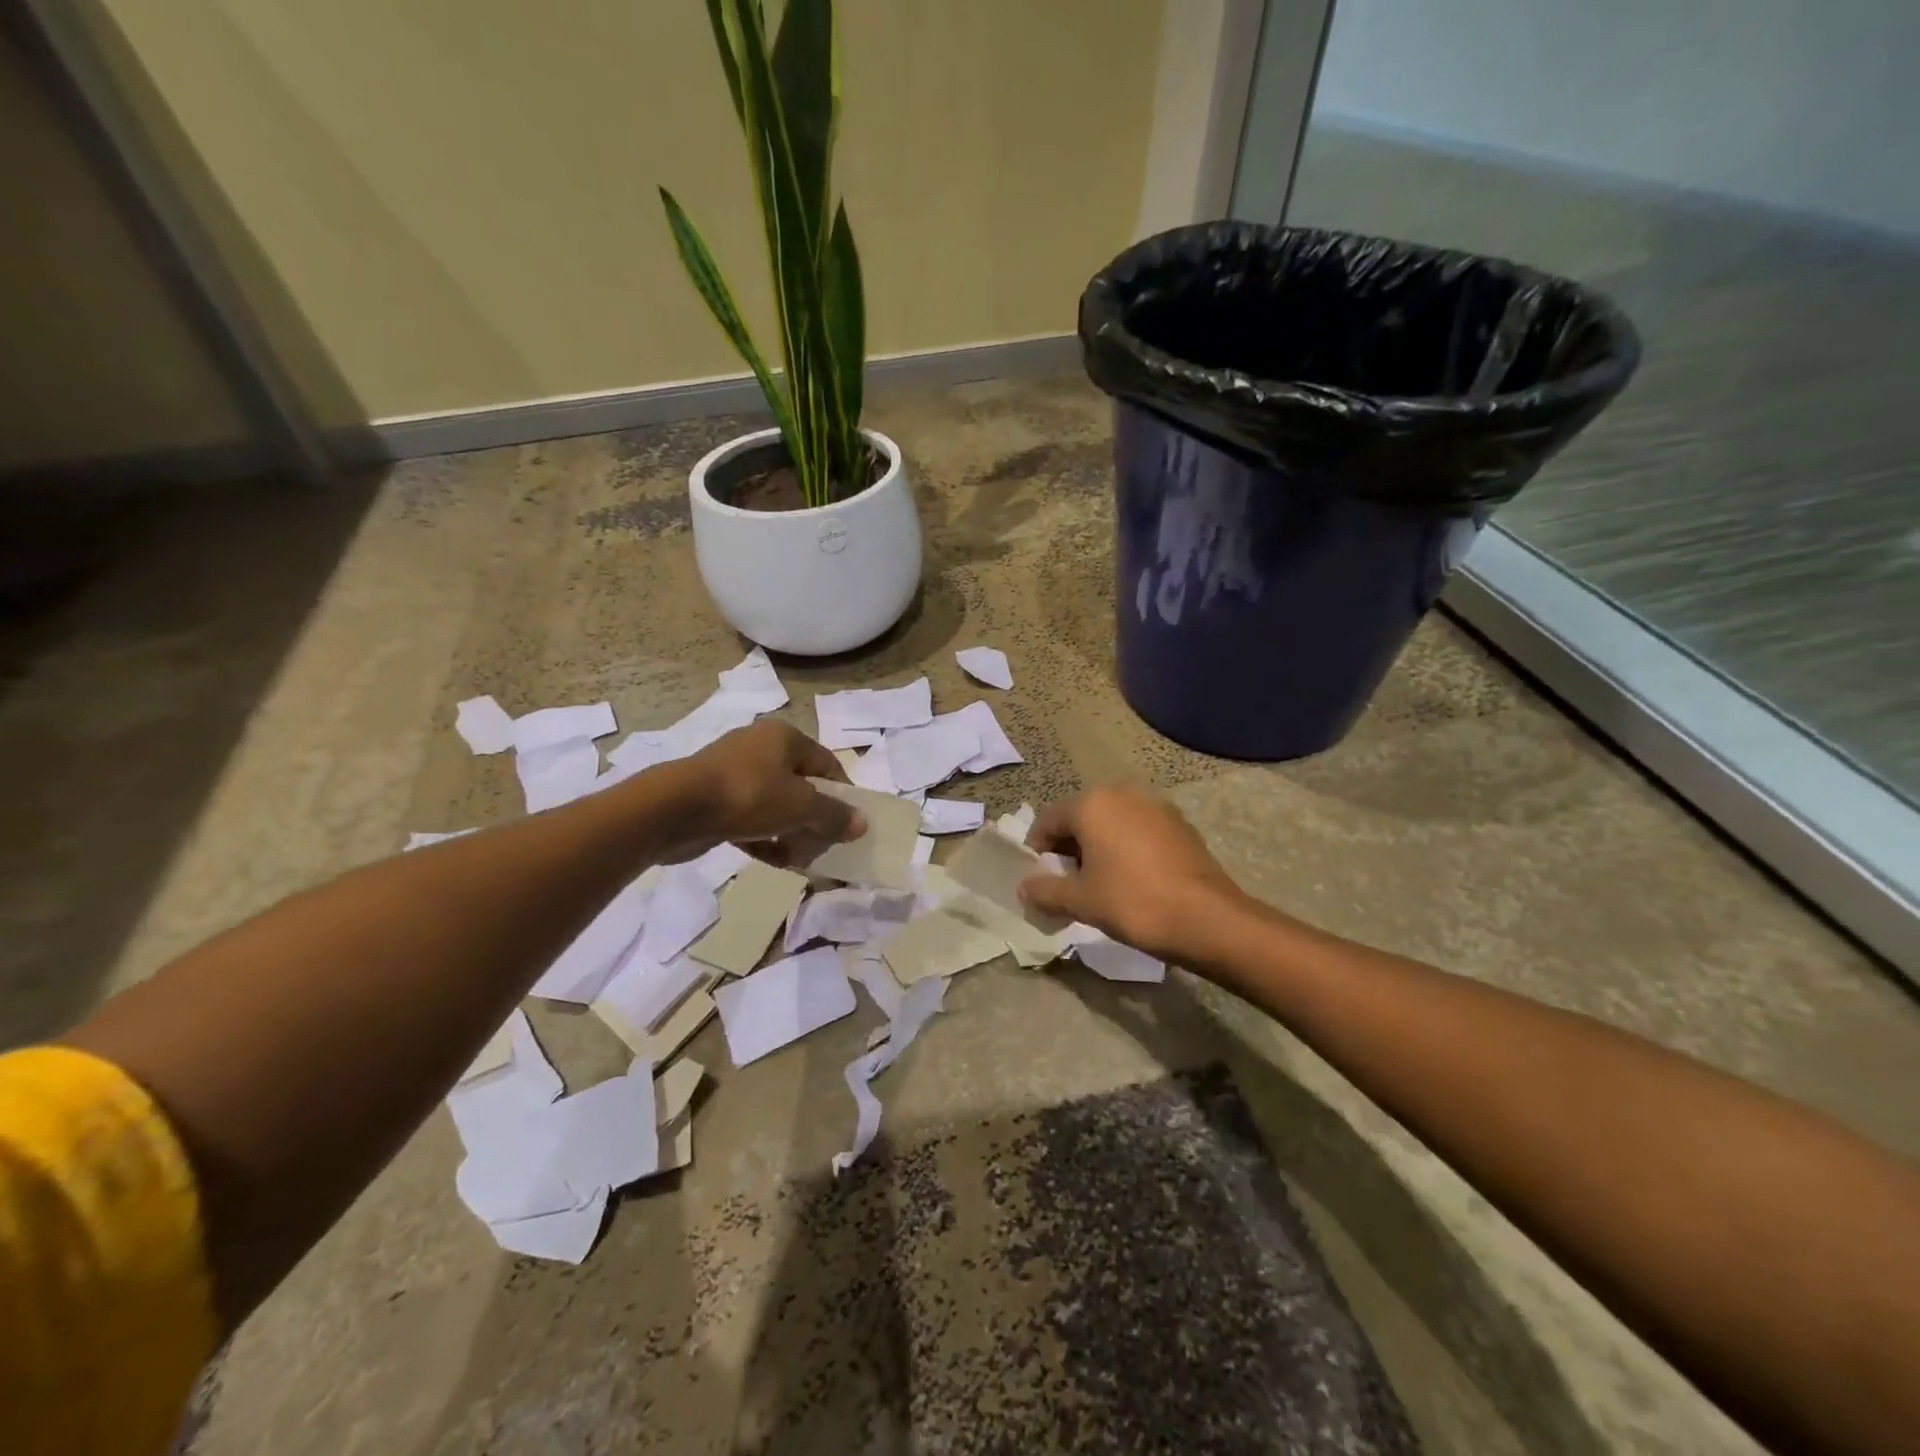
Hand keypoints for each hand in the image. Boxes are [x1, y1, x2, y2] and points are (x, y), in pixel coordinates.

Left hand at [664, 721, 862, 867]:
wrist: (674, 809)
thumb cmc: (748, 796)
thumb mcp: (801, 806)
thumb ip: (834, 816)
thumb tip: (861, 824)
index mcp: (784, 737)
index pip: (827, 764)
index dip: (843, 795)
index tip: (849, 825)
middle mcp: (760, 747)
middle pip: (802, 786)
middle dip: (815, 820)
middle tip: (821, 847)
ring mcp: (733, 772)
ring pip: (775, 805)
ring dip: (791, 832)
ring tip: (798, 859)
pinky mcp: (713, 798)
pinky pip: (750, 818)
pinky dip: (764, 837)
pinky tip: (773, 859)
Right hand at [1018, 784, 1244, 960]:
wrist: (1208, 919)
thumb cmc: (1134, 902)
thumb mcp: (1081, 901)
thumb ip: (1046, 890)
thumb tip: (1025, 888)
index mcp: (1093, 804)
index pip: (1048, 820)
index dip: (1037, 850)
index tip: (1038, 880)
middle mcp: (1122, 793)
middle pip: (1080, 817)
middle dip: (1068, 849)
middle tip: (1066, 884)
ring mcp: (1155, 806)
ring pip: (1111, 823)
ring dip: (1097, 847)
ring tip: (1098, 883)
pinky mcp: (1179, 824)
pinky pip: (1138, 830)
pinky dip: (1125, 848)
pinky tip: (1131, 880)